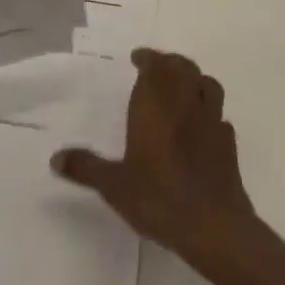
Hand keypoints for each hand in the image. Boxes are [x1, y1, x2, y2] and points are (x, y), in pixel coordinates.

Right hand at [52, 47, 255, 267]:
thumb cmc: (159, 197)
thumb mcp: (114, 186)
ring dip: (194, 80)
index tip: (137, 57)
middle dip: (170, 63)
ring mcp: (212, 122)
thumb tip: (55, 158)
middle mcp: (186, 104)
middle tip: (156, 69)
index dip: (148, 58)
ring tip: (182, 89)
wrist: (214, 227)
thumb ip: (86, 168)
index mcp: (156, 105)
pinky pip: (220, 116)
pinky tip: (201, 127)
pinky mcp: (229, 145)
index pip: (155, 65)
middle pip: (183, 68)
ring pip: (207, 84)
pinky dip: (210, 113)